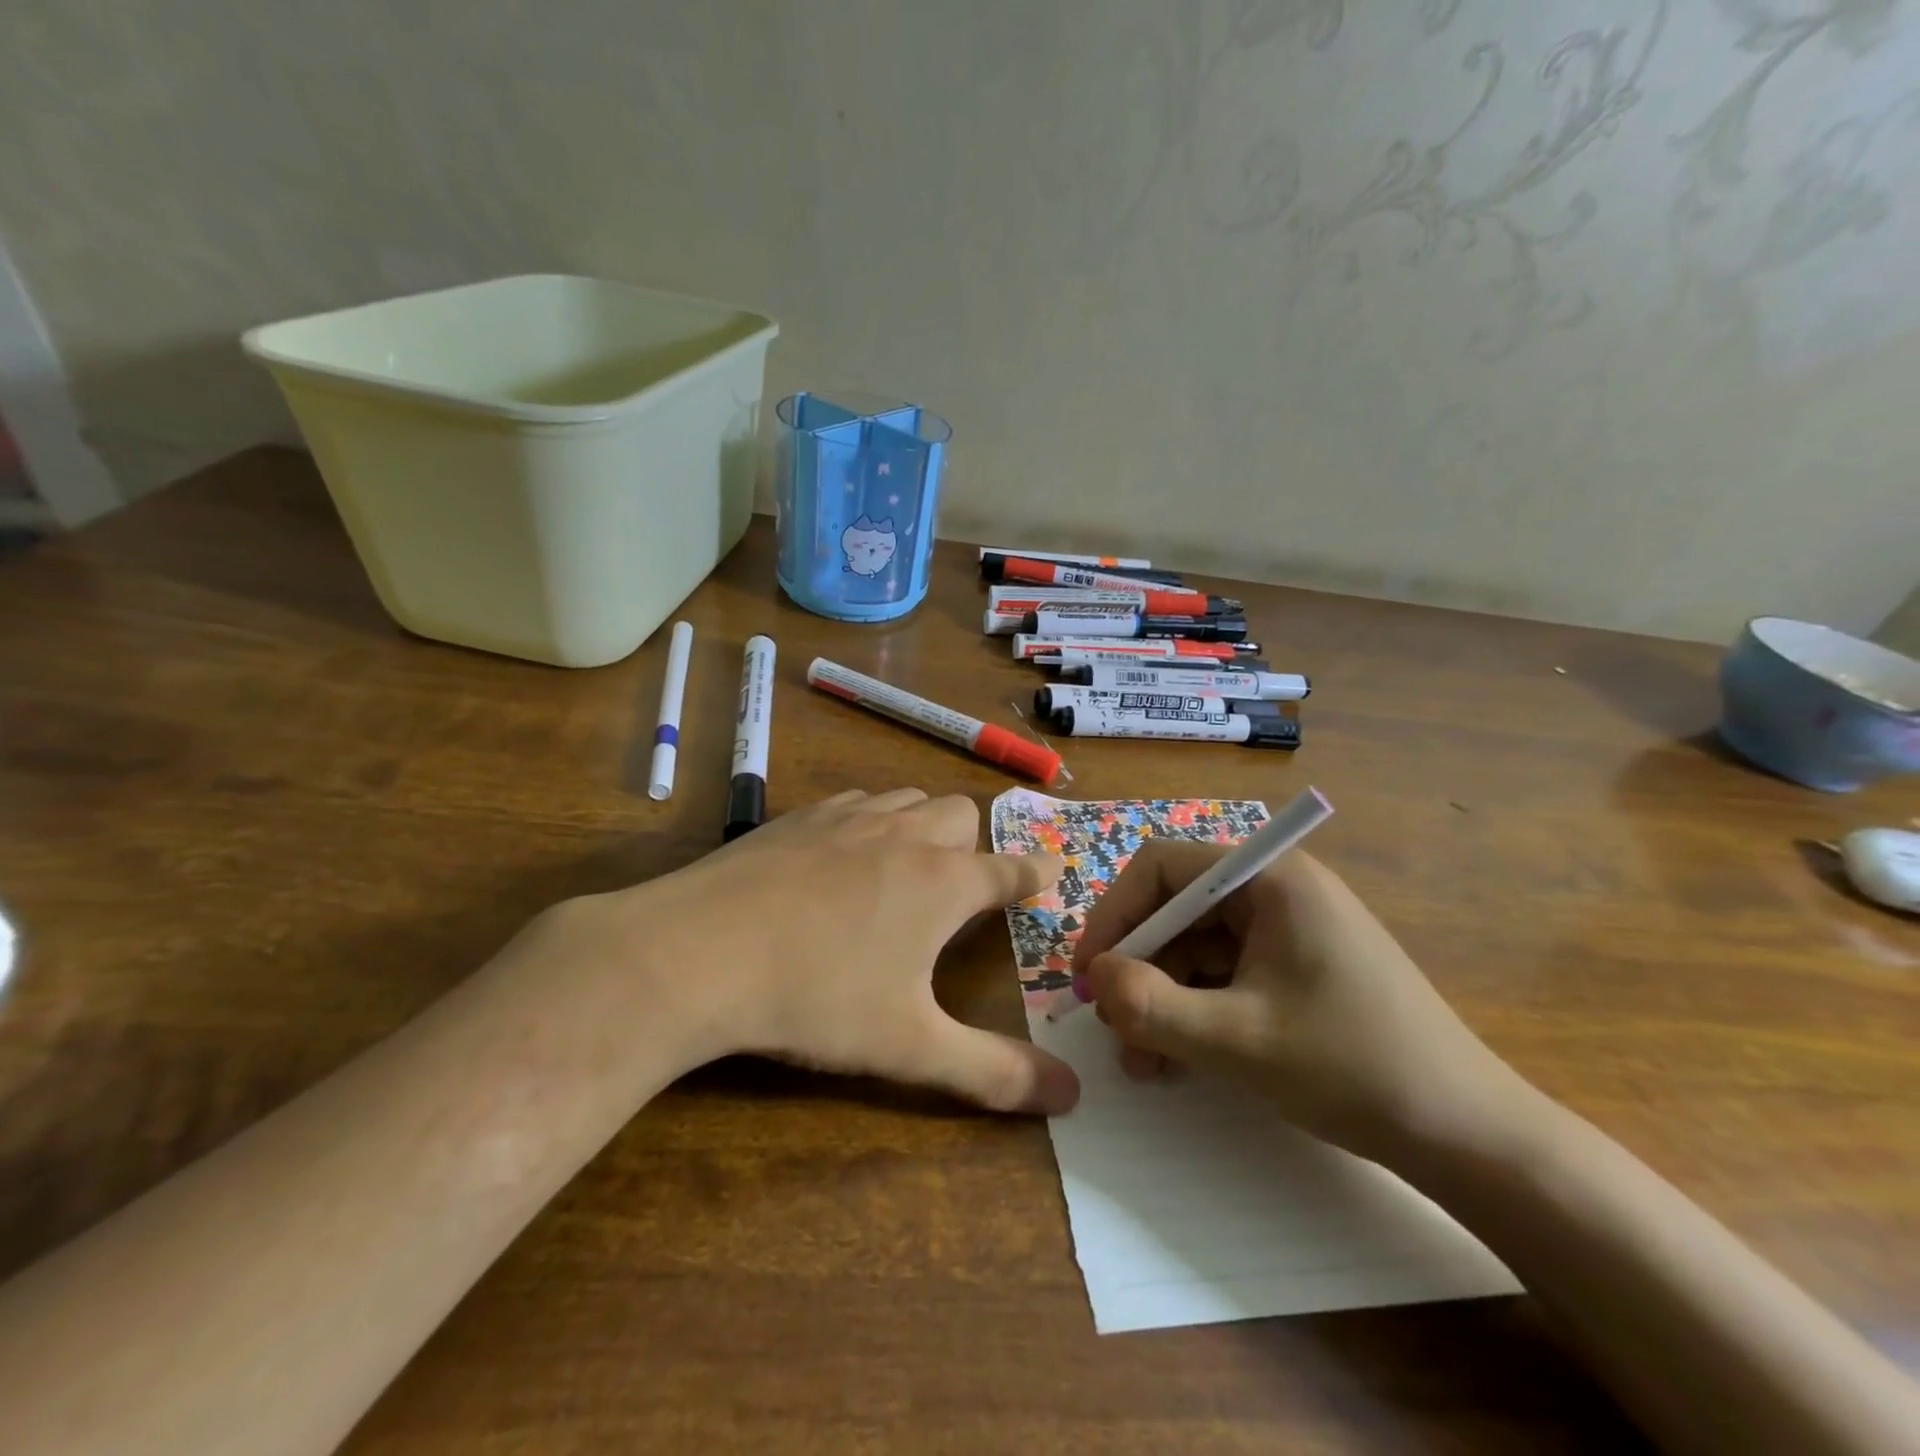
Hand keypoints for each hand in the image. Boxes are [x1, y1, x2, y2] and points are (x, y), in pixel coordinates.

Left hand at [579, 788, 1078, 1114]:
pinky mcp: (798, 816)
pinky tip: (841, 857)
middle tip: (960, 886)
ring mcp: (848, 818)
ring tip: (905, 866)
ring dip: (921, 824)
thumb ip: (994, 1072)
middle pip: (960, 814)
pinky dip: (868, 820)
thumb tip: (1071, 1096)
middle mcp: (904, 835)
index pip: (1010, 868)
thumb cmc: (818, 997)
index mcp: (943, 882)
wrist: (698, 952)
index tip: (1048, 872)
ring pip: (908, 799)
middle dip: (973, 844)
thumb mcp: (910, 1047)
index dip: (1035, 872)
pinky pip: (855, 802)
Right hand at [1073, 842, 1534, 1163]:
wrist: (1469, 1134)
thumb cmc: (1353, 1067)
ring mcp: (1287, 929)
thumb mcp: (1237, 1041)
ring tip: (1143, 1059)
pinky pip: (1223, 973)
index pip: (1162, 868)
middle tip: (1111, 1025)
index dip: (1115, 915)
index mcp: (1269, 878)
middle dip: (1138, 968)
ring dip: (1161, 997)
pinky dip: (1193, 1009)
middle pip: (1176, 909)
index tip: (1088, 973)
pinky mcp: (1294, 966)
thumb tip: (1094, 977)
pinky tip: (1177, 1058)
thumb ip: (1151, 1006)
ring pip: (1195, 947)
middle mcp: (1276, 889)